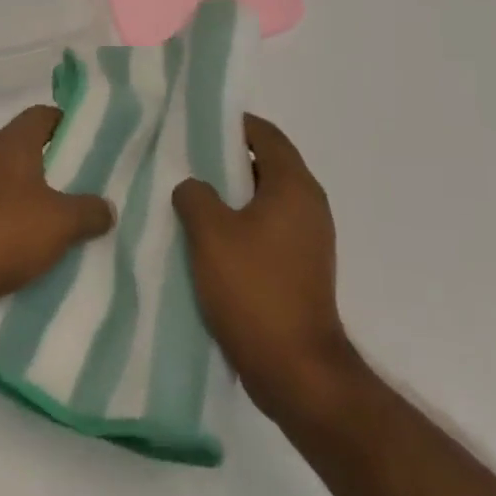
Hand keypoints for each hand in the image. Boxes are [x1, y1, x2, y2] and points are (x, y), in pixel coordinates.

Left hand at [0, 105, 114, 335]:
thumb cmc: (1, 233)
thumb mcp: (60, 223)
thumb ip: (89, 211)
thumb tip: (106, 208)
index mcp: (11, 144)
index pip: (43, 115)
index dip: (68, 123)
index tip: (93, 143)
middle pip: (29, 152)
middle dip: (59, 169)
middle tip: (90, 188)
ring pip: (13, 187)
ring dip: (37, 203)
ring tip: (69, 224)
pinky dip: (15, 229)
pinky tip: (36, 253)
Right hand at [173, 115, 352, 417]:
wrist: (296, 371)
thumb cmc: (254, 289)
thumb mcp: (210, 233)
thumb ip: (195, 195)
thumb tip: (194, 187)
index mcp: (294, 186)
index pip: (266, 135)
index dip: (233, 124)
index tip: (198, 124)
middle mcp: (309, 205)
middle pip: (266, 164)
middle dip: (227, 159)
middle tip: (186, 159)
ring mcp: (309, 239)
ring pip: (265, 199)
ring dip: (232, 195)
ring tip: (191, 197)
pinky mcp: (302, 267)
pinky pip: (268, 228)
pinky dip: (242, 223)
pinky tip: (208, 238)